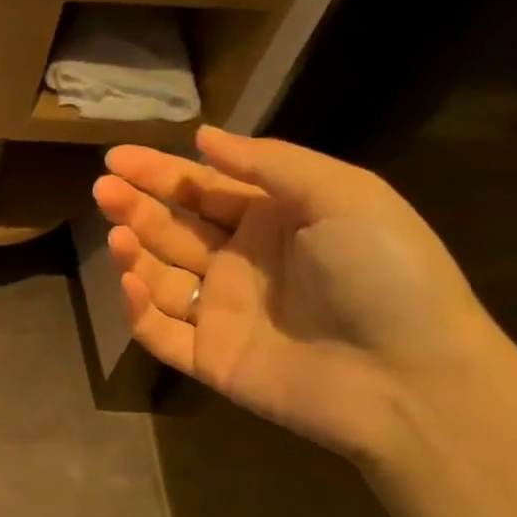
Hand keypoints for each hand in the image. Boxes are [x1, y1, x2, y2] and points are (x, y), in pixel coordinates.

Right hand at [92, 125, 499, 460]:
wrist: (413, 380)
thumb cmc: (383, 274)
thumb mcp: (344, 195)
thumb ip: (269, 163)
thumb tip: (203, 136)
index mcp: (275, 221)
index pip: (203, 189)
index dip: (160, 172)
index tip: (116, 157)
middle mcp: (242, 263)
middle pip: (174, 229)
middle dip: (136, 206)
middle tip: (103, 189)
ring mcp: (223, 313)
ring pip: (160, 277)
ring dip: (134, 253)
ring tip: (119, 236)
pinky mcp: (210, 358)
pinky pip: (160, 331)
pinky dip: (138, 308)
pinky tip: (130, 282)